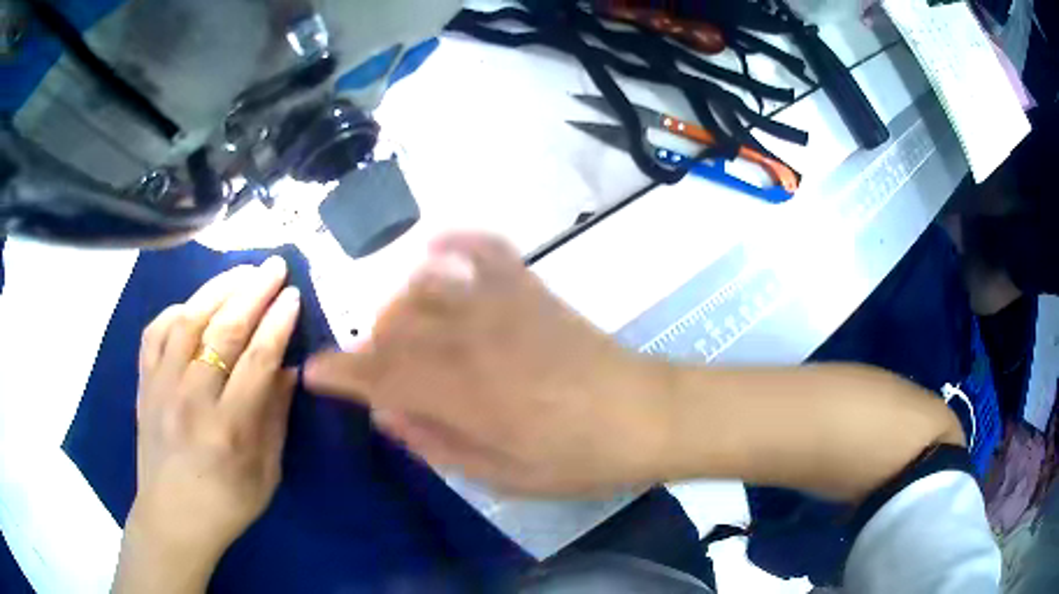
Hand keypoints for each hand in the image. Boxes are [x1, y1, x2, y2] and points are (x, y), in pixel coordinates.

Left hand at [118, 257, 300, 589]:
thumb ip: (275, 418)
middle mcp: (191, 400)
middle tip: (274, 266)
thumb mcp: (265, 473)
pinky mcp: (144, 384)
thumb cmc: (226, 504)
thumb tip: (288, 369)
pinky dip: (175, 310)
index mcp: (228, 430)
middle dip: (253, 293)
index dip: (277, 324)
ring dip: (217, 290)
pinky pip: (155, 332)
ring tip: (240, 272)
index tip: (293, 295)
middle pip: (223, 332)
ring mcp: (161, 387)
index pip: (257, 361)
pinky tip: (194, 304)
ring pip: (187, 321)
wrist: (172, 518)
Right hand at [304, 234, 670, 496]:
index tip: (315, 372)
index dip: (338, 371)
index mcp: (459, 392)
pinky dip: (454, 241)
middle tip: (371, 369)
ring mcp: (500, 305)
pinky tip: (433, 249)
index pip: (376, 372)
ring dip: (397, 305)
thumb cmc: (575, 459)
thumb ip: (435, 442)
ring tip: (397, 327)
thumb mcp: (499, 475)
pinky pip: (483, 249)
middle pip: (391, 324)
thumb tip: (387, 413)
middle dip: (368, 345)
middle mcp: (468, 338)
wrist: (644, 415)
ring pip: (423, 287)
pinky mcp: (529, 289)